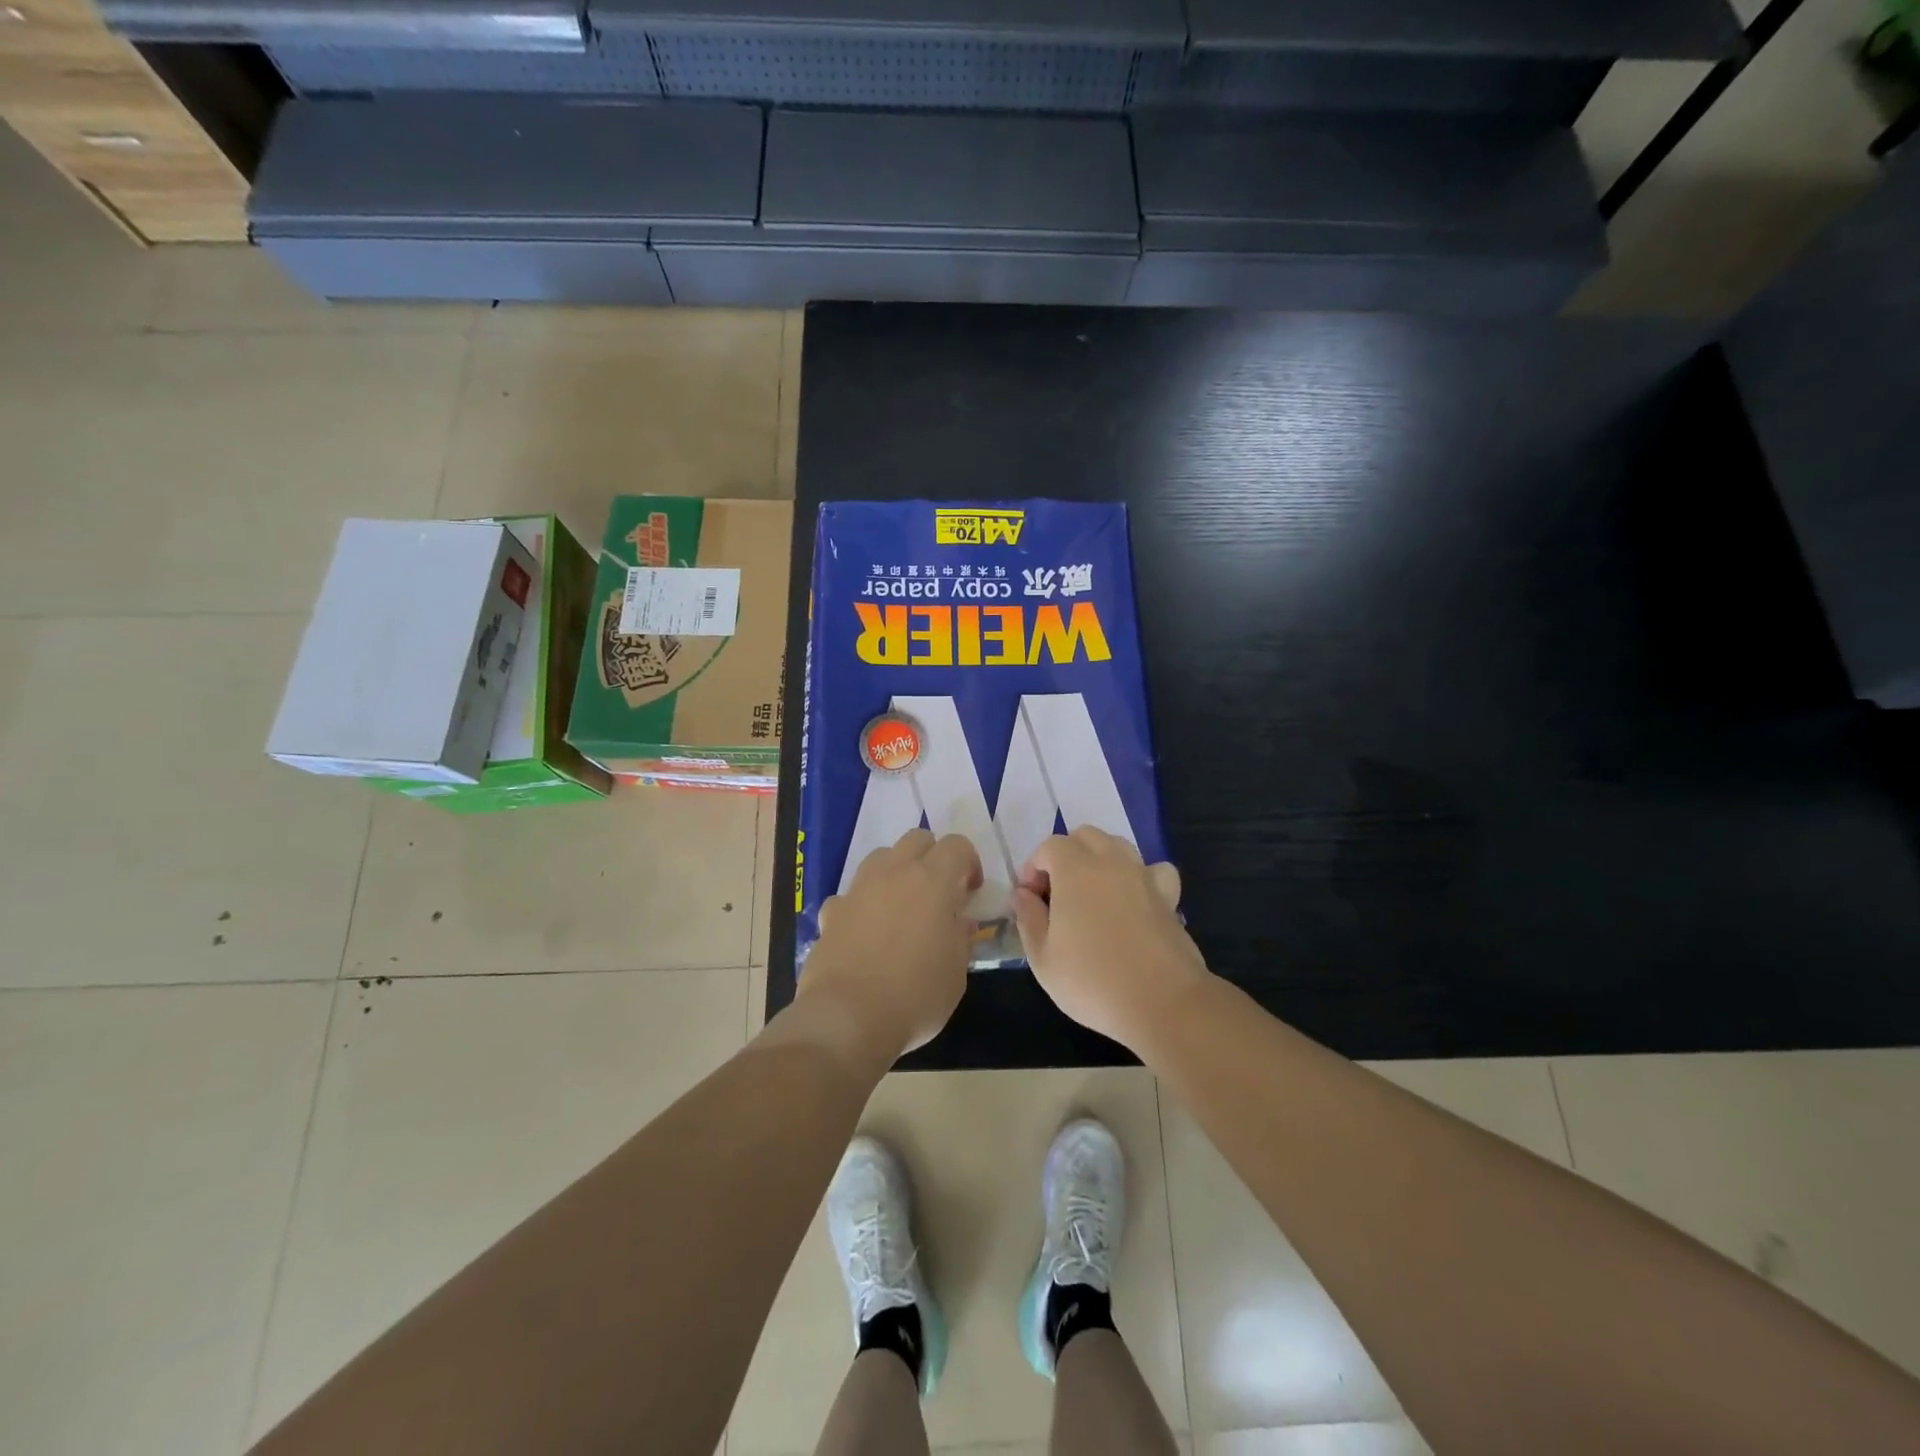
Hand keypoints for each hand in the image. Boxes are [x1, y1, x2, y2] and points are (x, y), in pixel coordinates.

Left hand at [801, 829, 981, 1055]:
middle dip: (932, 857)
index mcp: (932, 881)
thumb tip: (959, 922)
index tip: (970, 893)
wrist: (847, 1018)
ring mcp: (858, 889)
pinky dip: (862, 905)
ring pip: (881, 857)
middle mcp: (894, 873)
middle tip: (939, 893)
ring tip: (902, 908)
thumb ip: (960, 938)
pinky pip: (851, 895)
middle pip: (916, 839)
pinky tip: (865, 934)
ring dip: (896, 872)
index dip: (969, 863)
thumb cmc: (915, 995)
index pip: (957, 845)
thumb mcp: (957, 973)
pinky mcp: (832, 912)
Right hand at [1012, 828, 1211, 1050]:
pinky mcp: (1168, 897)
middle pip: (1085, 837)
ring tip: (1092, 896)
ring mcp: (1143, 876)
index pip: (1049, 847)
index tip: (1031, 900)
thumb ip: (1028, 918)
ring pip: (1118, 846)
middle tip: (1058, 894)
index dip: (1034, 868)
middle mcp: (1111, 862)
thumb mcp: (1042, 958)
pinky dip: (1140, 876)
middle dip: (1066, 856)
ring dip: (1100, 860)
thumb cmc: (1092, 981)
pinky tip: (1134, 900)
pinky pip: (1153, 870)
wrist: (1162, 1002)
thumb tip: (1024, 894)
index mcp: (1075, 870)